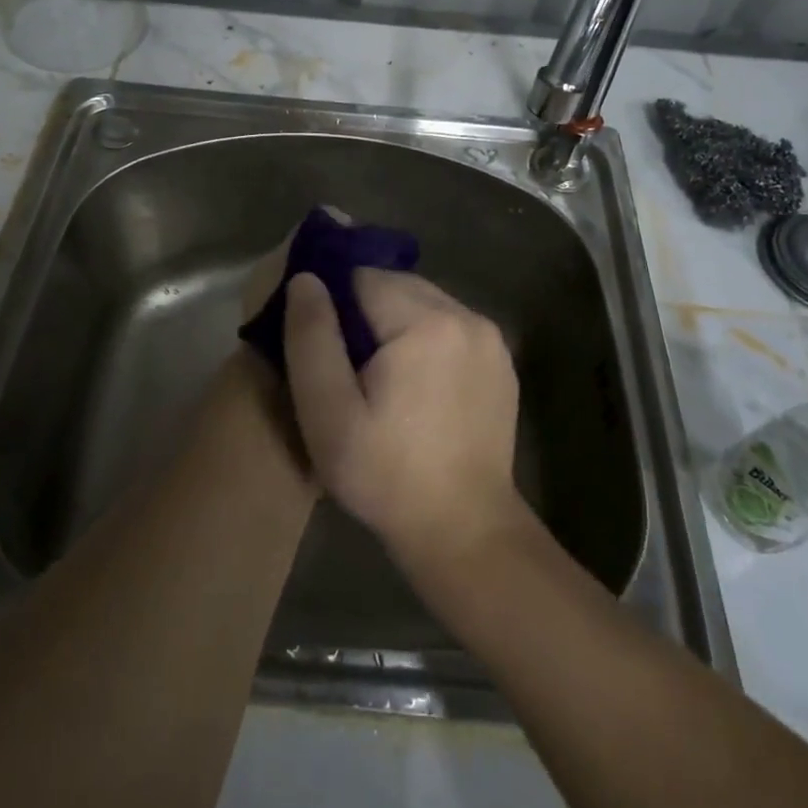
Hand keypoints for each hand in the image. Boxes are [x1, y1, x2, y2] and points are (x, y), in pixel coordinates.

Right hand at [283, 269, 521, 563]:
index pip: (362, 277)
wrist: (465, 531)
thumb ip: (311, 338)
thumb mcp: (328, 413)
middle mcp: (466, 315)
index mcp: (426, 321)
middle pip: (396, 285)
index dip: (334, 308)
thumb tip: (305, 278)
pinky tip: (417, 388)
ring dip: (396, 326)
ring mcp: (490, 337)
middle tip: (349, 371)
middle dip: (366, 315)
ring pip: (423, 303)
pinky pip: (450, 327)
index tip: (324, 350)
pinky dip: (427, 341)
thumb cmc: (386, 475)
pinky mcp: (501, 360)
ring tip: (381, 381)